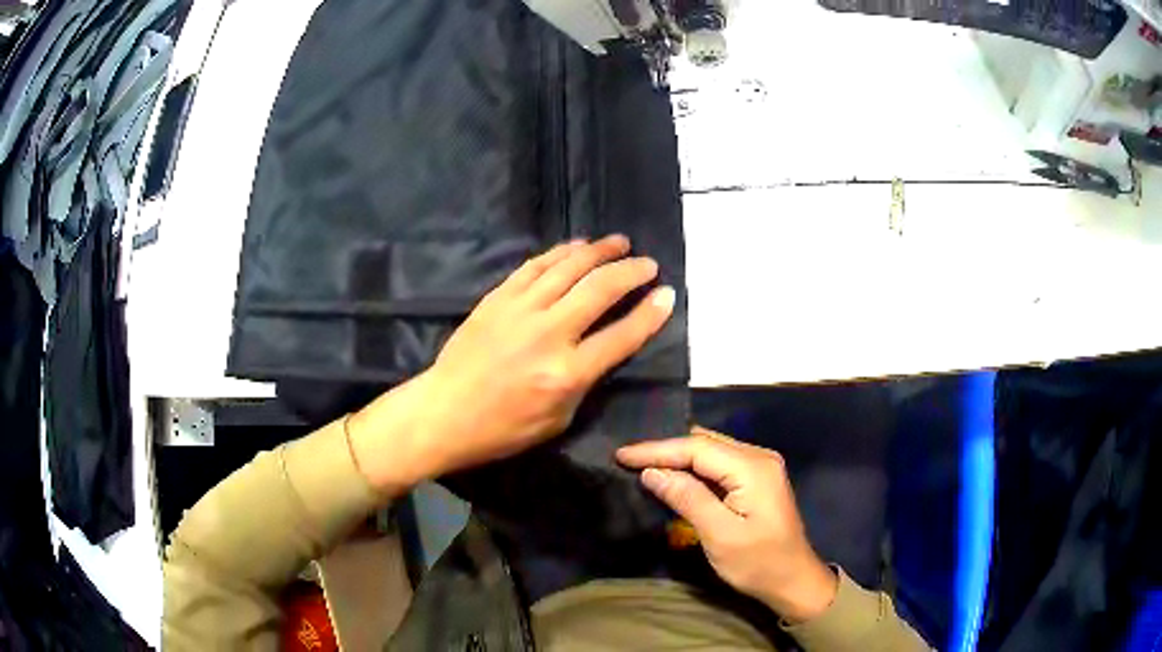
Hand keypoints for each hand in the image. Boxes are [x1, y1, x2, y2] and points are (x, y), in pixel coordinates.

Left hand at [349, 235, 674, 494]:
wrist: (444, 412)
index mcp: (567, 374)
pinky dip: (560, 252)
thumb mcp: (557, 420)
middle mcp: (548, 334)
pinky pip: (535, 266)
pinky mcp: (497, 298)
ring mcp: (520, 310)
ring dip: (599, 251)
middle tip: (649, 264)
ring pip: (568, 268)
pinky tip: (577, 246)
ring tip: (620, 242)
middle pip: (600, 290)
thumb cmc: (502, 429)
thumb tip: (603, 348)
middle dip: (631, 272)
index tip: (667, 294)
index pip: (621, 336)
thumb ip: (585, 381)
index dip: (650, 314)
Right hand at [616, 427, 837, 622]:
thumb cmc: (758, 563)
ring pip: (710, 450)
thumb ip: (687, 498)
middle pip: (704, 443)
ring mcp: (760, 466)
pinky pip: (719, 463)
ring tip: (641, 462)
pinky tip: (673, 473)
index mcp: (753, 467)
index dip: (657, 450)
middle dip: (665, 449)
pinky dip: (693, 467)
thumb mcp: (720, 535)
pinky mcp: (757, 479)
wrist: (793, 580)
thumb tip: (651, 472)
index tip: (621, 455)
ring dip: (677, 457)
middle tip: (627, 458)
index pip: (696, 448)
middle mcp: (758, 457)